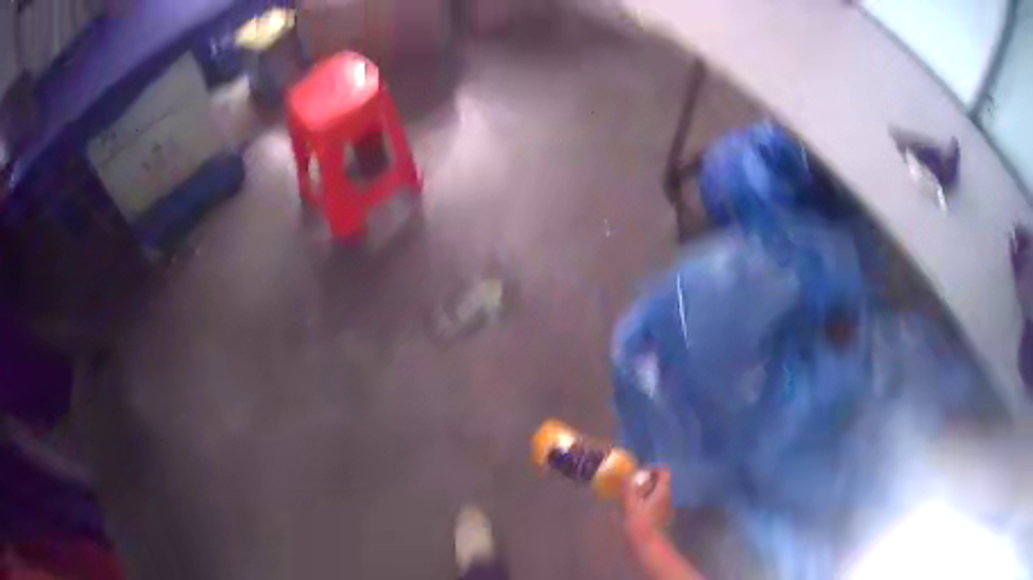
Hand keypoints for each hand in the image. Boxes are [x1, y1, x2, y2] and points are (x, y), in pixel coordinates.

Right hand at [621, 468, 704, 579]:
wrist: (649, 546)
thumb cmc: (641, 524)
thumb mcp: (631, 504)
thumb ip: (629, 489)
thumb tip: (627, 475)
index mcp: (664, 491)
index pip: (664, 472)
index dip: (652, 469)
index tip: (638, 473)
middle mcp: (668, 497)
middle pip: (660, 483)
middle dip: (646, 482)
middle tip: (630, 486)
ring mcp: (666, 508)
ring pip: (657, 494)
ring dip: (644, 493)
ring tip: (628, 498)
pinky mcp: (661, 518)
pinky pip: (654, 504)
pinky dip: (645, 503)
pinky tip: (632, 511)